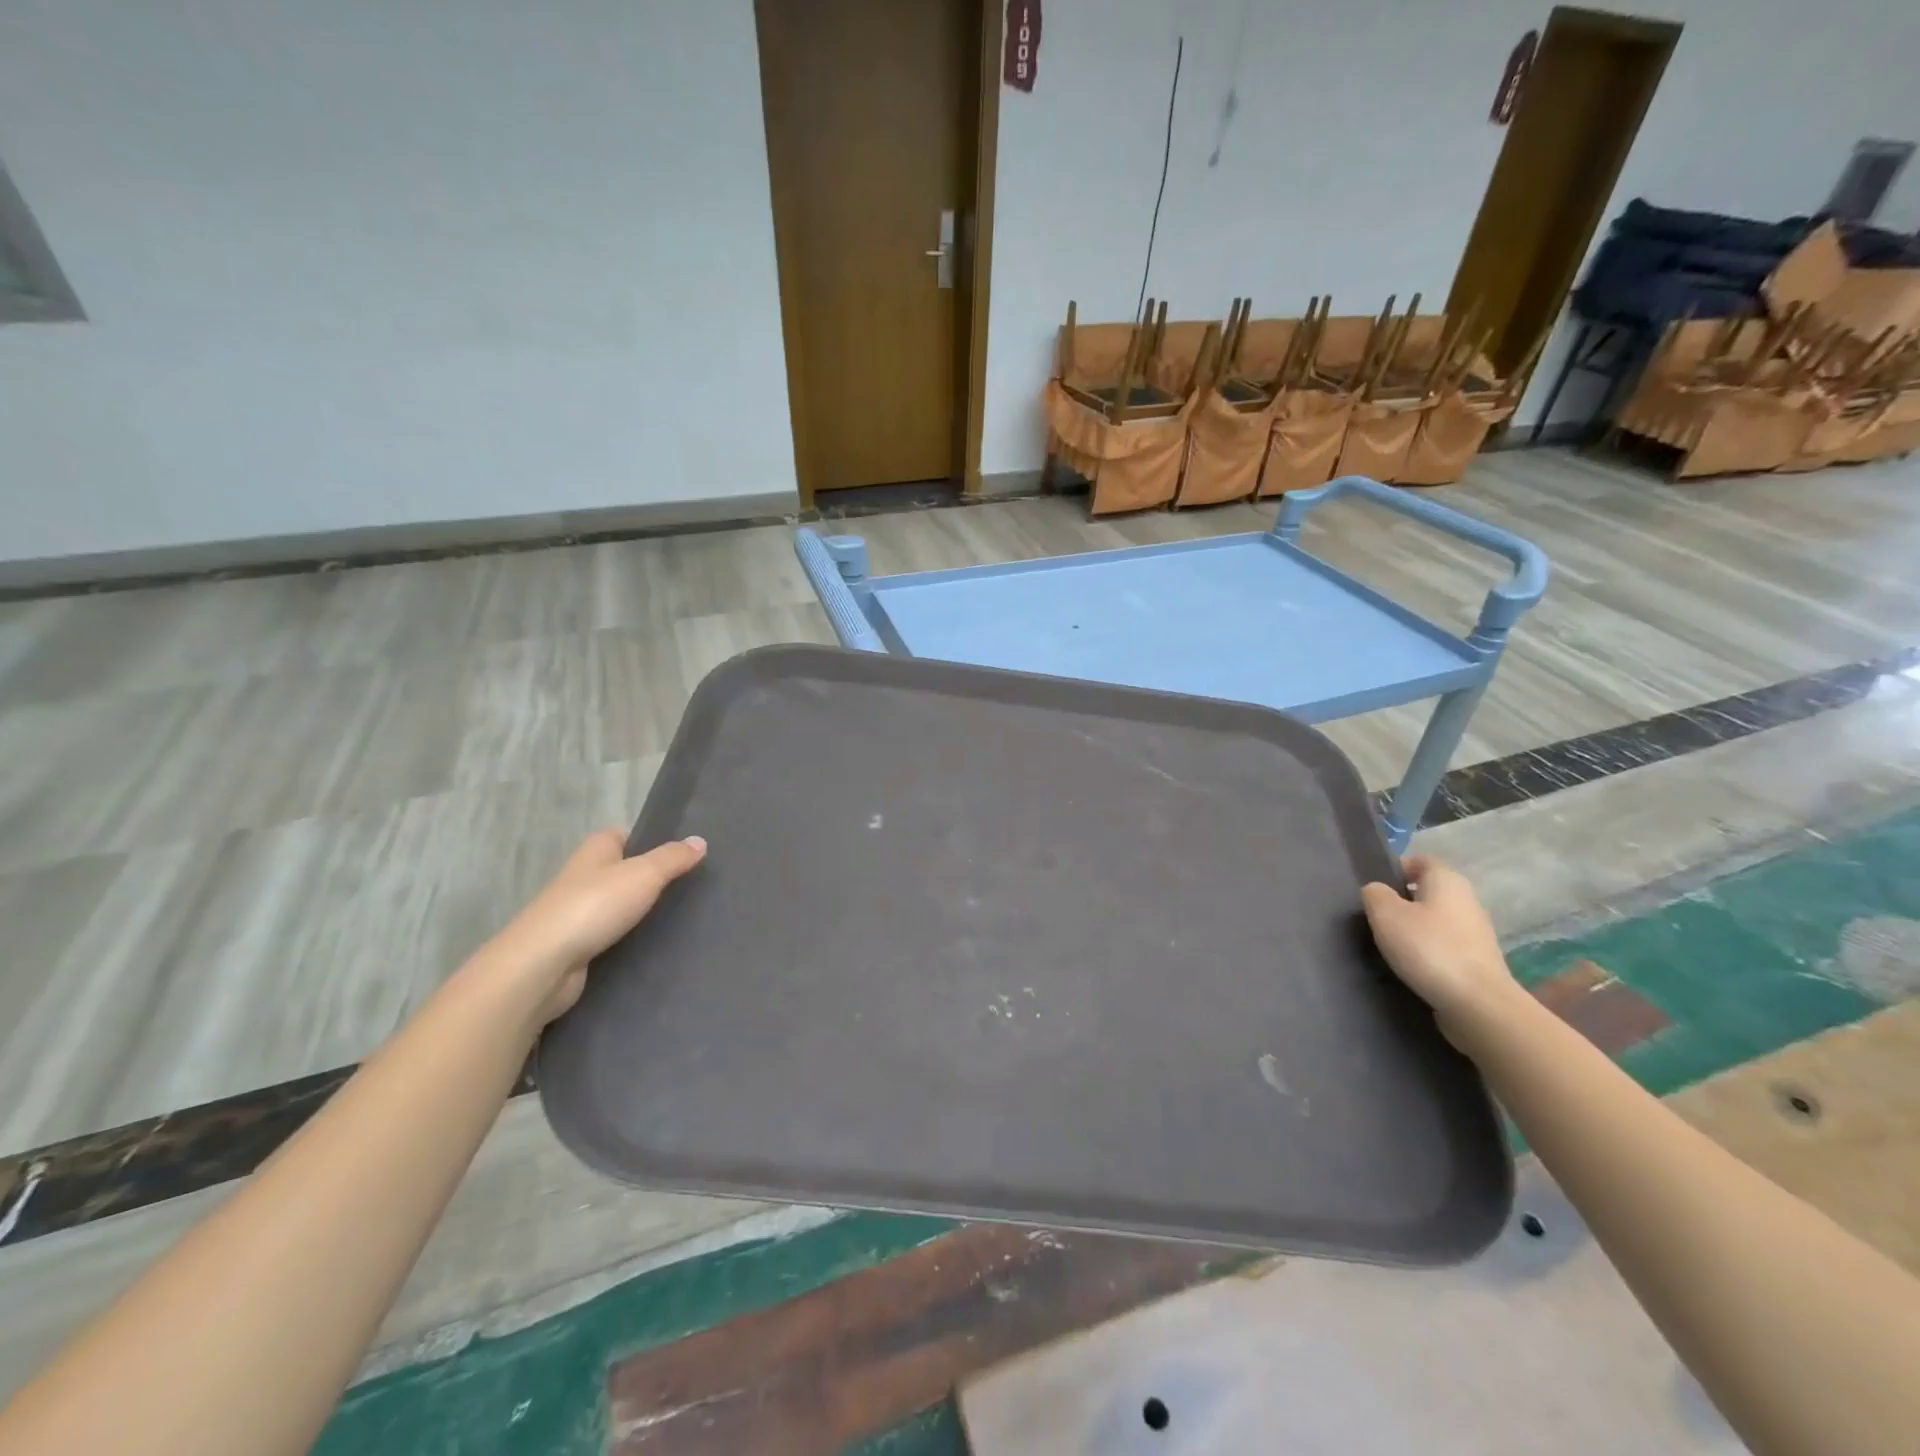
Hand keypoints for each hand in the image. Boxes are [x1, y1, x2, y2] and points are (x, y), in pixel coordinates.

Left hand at [479, 829, 707, 1023]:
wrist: (543, 964)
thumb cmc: (594, 906)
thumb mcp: (644, 874)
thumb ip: (673, 858)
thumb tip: (700, 841)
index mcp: (596, 849)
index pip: (626, 835)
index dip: (652, 841)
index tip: (684, 854)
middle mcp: (584, 875)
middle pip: (625, 870)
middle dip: (653, 879)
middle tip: (692, 887)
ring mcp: (578, 912)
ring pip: (619, 905)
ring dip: (642, 911)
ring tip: (682, 917)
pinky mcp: (578, 945)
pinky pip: (613, 934)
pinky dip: (631, 938)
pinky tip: (656, 945)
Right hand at [1360, 855, 1516, 1029]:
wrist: (1478, 1004)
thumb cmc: (1428, 948)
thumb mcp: (1385, 914)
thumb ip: (1374, 894)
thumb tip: (1377, 892)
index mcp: (1447, 880)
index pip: (1420, 860)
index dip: (1395, 869)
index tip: (1374, 889)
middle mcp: (1467, 900)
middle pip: (1428, 890)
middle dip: (1402, 901)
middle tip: (1376, 917)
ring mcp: (1476, 932)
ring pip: (1436, 919)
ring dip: (1414, 928)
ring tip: (1390, 945)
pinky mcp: (1478, 960)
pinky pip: (1445, 945)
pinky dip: (1427, 951)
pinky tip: (1412, 966)